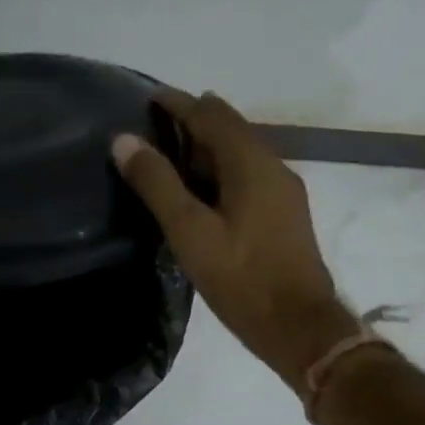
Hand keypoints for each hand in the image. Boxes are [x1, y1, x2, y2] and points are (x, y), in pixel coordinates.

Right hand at [114, 90, 359, 397]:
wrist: (300, 327)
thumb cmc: (241, 278)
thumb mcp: (189, 231)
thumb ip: (156, 183)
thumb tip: (124, 140)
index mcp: (251, 163)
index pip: (211, 115)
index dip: (178, 103)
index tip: (149, 96)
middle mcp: (272, 165)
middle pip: (230, 127)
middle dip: (194, 118)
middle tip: (155, 123)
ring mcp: (283, 189)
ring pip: (241, 150)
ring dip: (208, 143)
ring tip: (171, 151)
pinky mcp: (284, 212)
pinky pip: (248, 171)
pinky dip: (221, 166)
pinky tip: (202, 188)